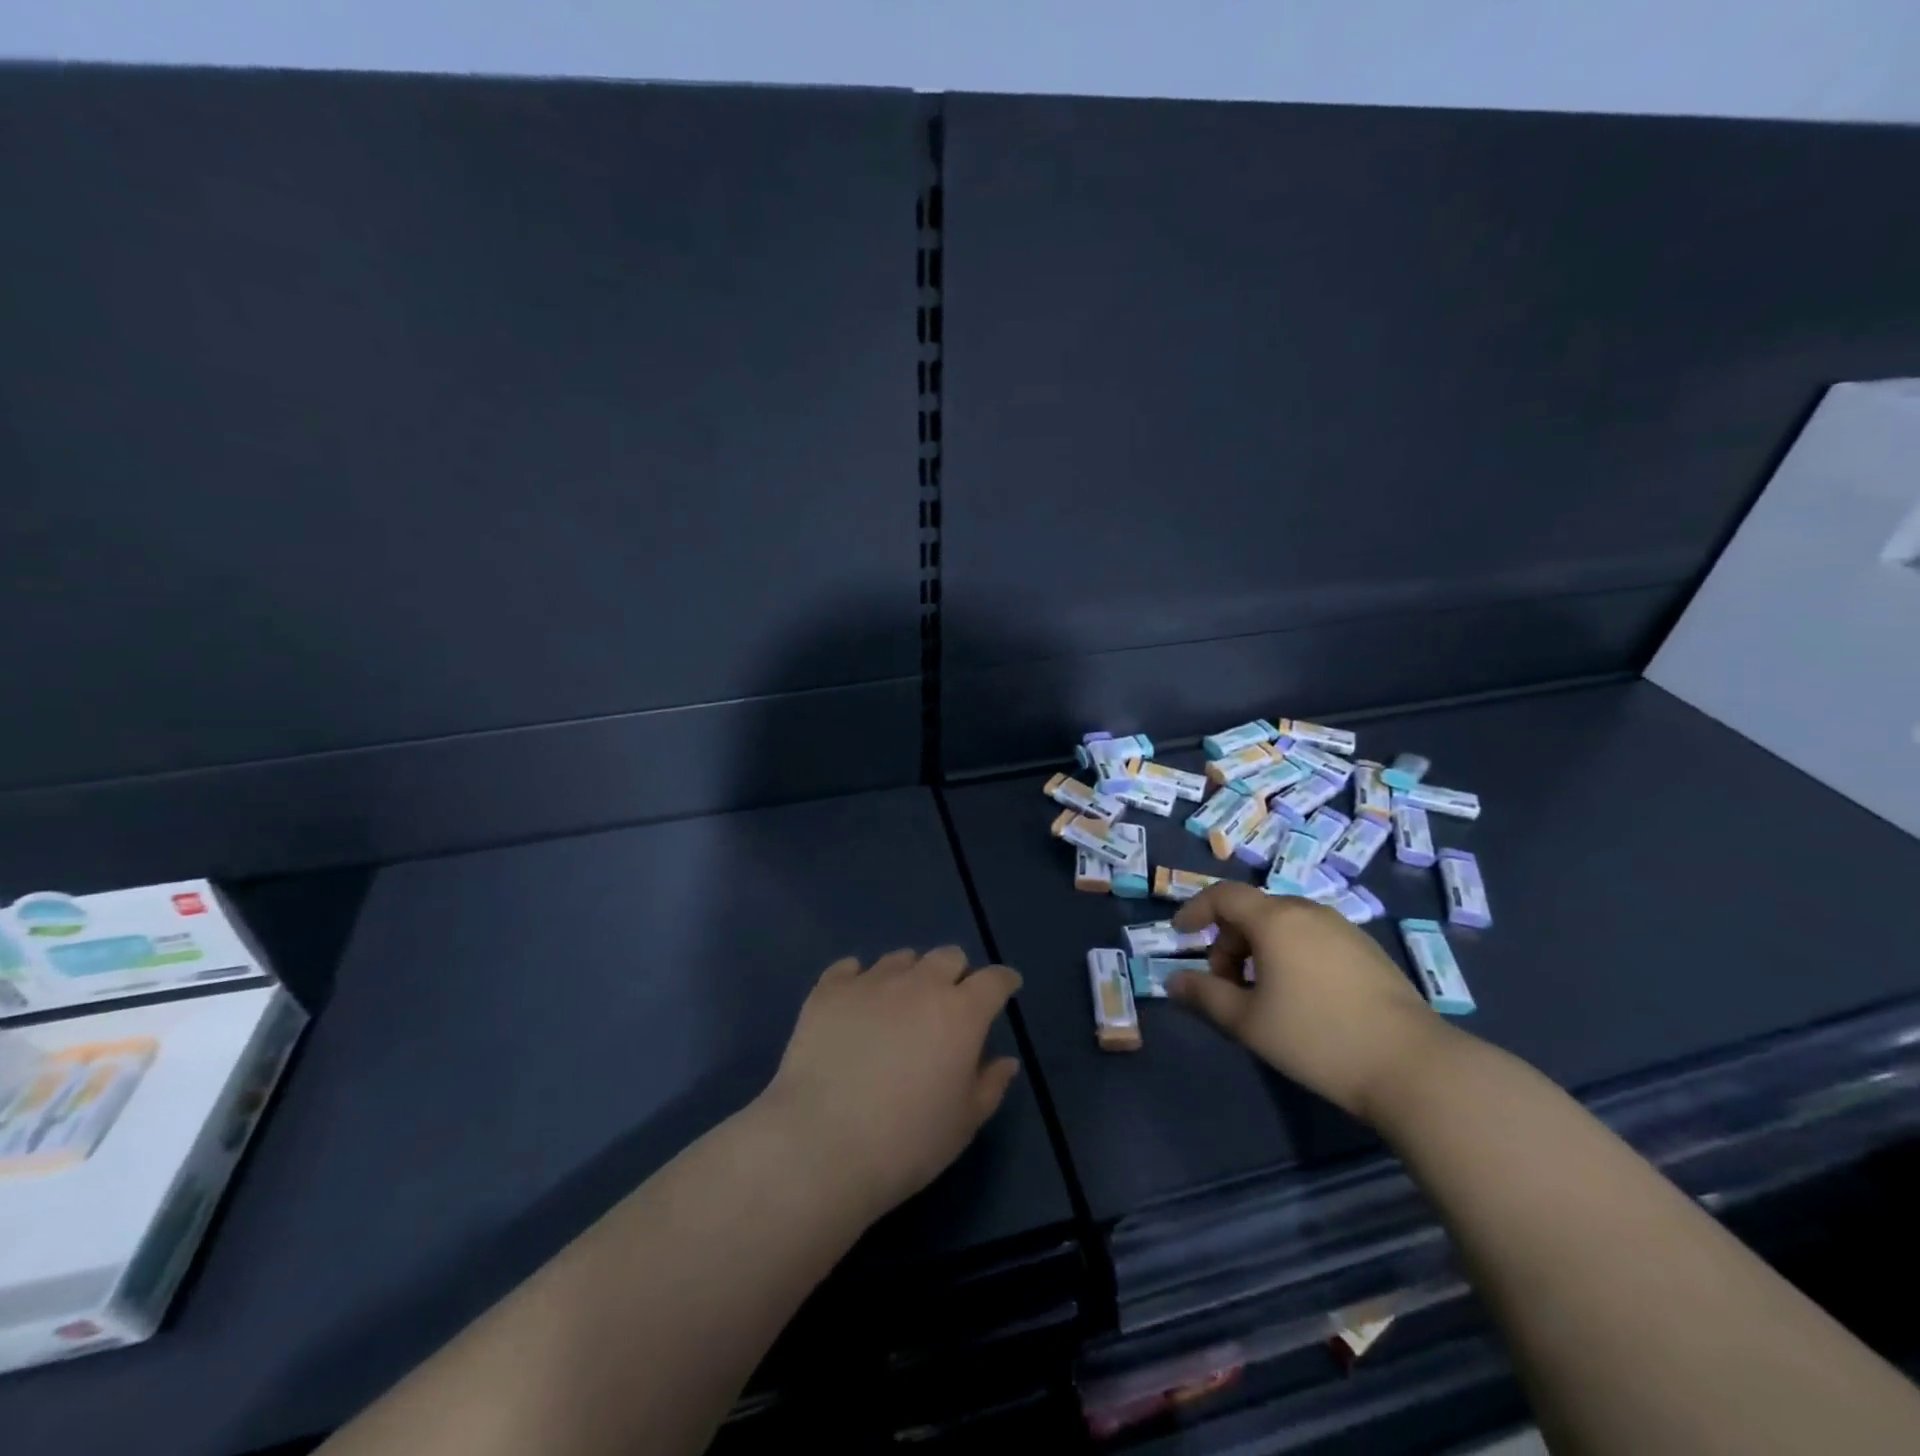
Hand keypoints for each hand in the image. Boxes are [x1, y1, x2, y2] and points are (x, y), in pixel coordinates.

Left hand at [761, 948, 1021, 1219]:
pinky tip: (855, 1001)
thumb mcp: (963, 1124)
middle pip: (948, 956)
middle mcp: (919, 984)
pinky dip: (858, 979)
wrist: (822, 1144)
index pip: (994, 980)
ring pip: (900, 959)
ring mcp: (871, 982)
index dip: (1003, 981)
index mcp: (961, 1012)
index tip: (1006, 988)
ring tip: (899, 1005)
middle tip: (948, 1004)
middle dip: (956, 974)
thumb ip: (989, 1085)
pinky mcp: (828, 991)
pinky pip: (849, 968)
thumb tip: (1005, 1060)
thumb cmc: (907, 1142)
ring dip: (909, 975)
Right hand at [1168, 882, 1446, 1119]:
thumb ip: (1205, 996)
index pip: (1224, 895)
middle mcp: (1309, 912)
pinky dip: (1291, 954)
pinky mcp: (1369, 951)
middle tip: (1225, 984)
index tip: (1181, 935)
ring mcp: (1344, 929)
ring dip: (1260, 949)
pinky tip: (1302, 999)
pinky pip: (1313, 938)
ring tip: (1262, 995)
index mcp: (1275, 919)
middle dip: (1228, 940)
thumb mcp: (1248, 1022)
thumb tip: (1173, 982)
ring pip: (1285, 925)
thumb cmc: (1317, 1037)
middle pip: (1254, 910)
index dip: (1196, 909)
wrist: (1413, 1066)